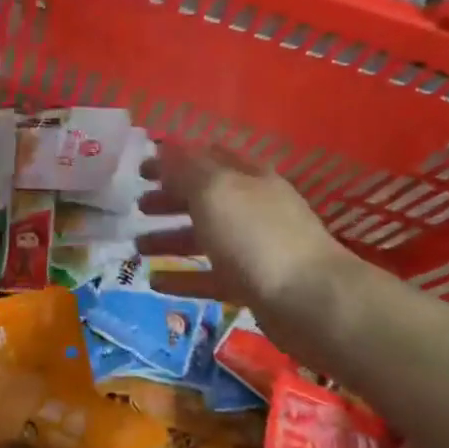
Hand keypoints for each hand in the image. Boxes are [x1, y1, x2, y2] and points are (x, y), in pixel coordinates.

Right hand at [136, 144, 352, 315]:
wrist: (311, 301)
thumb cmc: (256, 236)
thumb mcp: (214, 190)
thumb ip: (185, 168)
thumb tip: (164, 146)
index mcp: (246, 176)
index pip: (205, 156)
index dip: (172, 158)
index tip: (140, 168)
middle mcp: (252, 207)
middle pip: (203, 197)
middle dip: (169, 199)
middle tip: (137, 206)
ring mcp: (254, 247)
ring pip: (205, 238)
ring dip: (170, 239)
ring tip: (137, 248)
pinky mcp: (253, 285)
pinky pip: (210, 277)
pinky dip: (183, 278)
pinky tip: (155, 283)